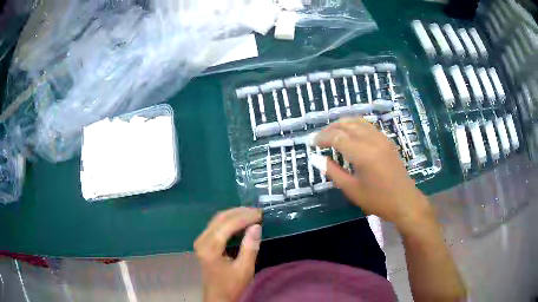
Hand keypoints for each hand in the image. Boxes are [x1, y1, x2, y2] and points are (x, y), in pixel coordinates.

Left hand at [194, 207, 261, 301]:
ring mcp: (201, 240)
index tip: (260, 214)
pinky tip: (241, 222)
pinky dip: (229, 221)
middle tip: (257, 212)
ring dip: (234, 215)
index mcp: (210, 248)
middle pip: (220, 218)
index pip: (227, 225)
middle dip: (240, 213)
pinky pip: (216, 225)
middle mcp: (202, 240)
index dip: (244, 217)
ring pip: (217, 220)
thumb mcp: (245, 269)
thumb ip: (250, 247)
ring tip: (252, 214)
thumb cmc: (231, 285)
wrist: (217, 296)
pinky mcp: (203, 243)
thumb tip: (256, 226)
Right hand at [314, 117, 433, 231]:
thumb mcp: (351, 189)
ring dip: (342, 124)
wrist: (404, 201)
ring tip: (332, 133)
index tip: (312, 143)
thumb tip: (316, 158)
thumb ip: (332, 171)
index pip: (337, 137)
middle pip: (347, 124)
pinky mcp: (387, 140)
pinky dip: (355, 125)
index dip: (322, 138)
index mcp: (362, 153)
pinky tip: (350, 134)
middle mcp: (372, 140)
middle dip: (330, 129)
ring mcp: (381, 138)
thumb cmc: (377, 199)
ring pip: (358, 122)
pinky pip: (368, 126)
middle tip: (320, 138)